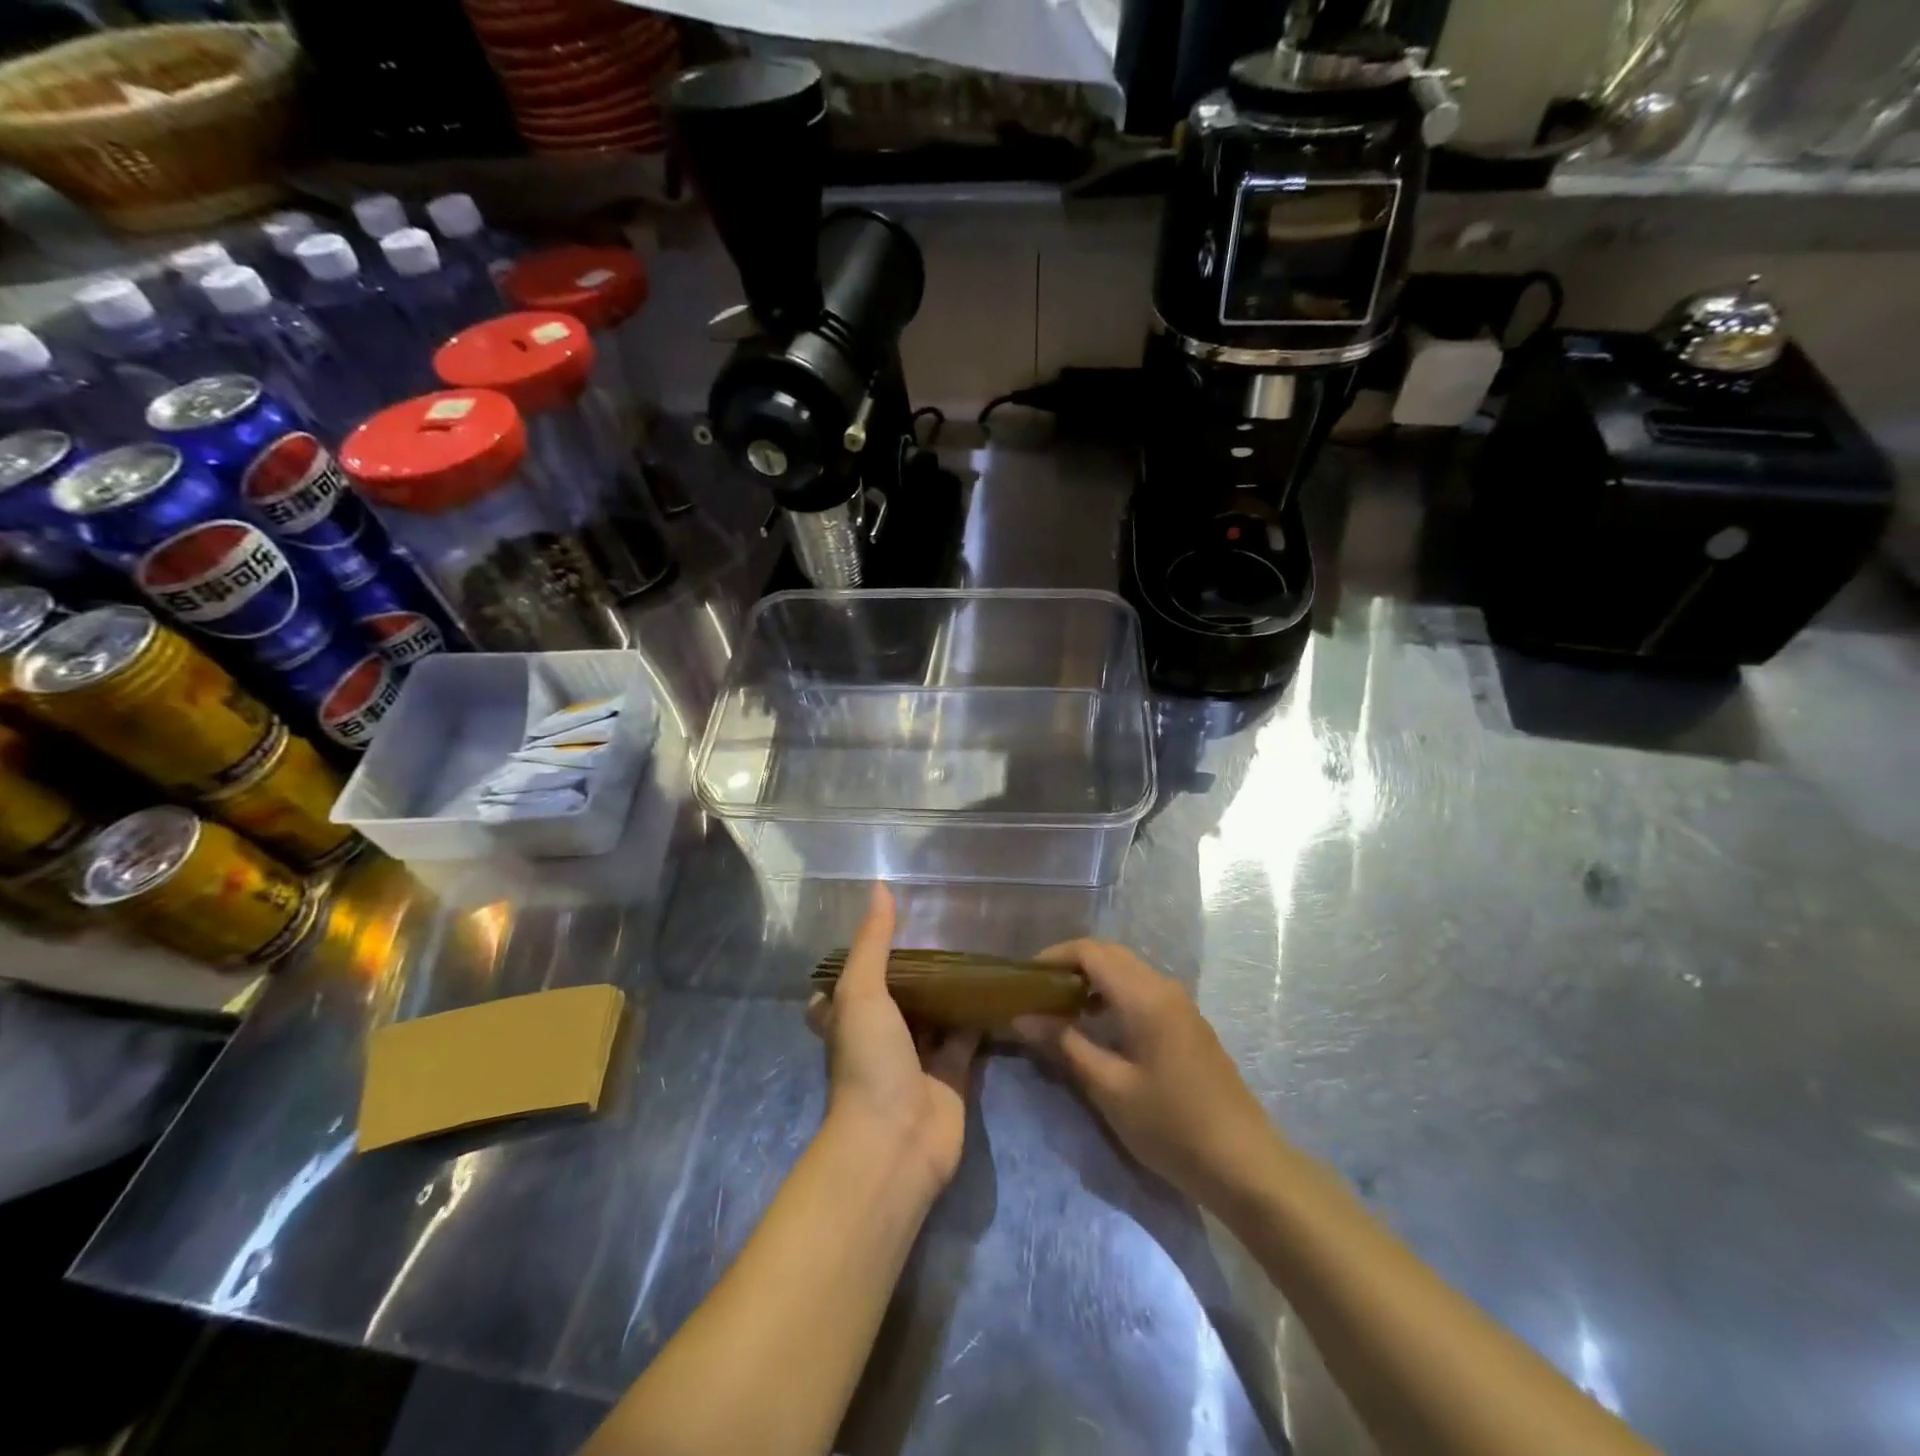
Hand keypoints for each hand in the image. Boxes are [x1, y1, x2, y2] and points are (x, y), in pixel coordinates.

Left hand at [811, 884, 979, 1196]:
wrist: (896, 1142)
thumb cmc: (868, 1062)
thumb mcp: (861, 992)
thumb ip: (873, 942)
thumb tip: (880, 888)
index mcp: (850, 1018)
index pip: (848, 983)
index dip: (861, 958)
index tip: (884, 927)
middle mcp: (881, 1036)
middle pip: (899, 996)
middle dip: (917, 970)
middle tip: (945, 929)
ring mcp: (917, 1058)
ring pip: (936, 1014)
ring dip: (951, 989)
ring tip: (976, 947)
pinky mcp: (952, 1075)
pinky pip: (967, 1036)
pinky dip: (980, 1016)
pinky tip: (1000, 987)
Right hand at [1012, 940, 1283, 1208]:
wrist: (1244, 1164)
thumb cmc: (1171, 1126)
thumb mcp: (1109, 1088)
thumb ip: (1065, 1044)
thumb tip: (1022, 1017)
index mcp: (1145, 996)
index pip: (1091, 952)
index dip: (1054, 956)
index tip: (1024, 978)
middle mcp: (1163, 987)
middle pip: (1109, 954)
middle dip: (1070, 965)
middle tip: (1037, 992)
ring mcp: (1180, 1004)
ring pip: (1126, 971)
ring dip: (1092, 980)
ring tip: (1059, 1010)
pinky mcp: (1187, 1023)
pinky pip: (1141, 990)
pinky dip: (1112, 995)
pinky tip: (1097, 1027)